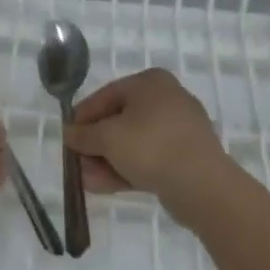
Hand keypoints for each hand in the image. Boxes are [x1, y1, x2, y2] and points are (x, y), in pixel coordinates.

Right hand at [65, 68, 229, 220]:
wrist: (202, 186)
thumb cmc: (150, 147)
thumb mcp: (107, 137)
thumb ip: (83, 135)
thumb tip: (69, 134)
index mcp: (150, 83)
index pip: (105, 95)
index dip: (82, 117)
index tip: (67, 137)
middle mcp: (167, 99)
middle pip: (119, 120)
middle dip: (94, 144)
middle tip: (76, 162)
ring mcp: (179, 130)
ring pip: (133, 143)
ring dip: (106, 161)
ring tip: (85, 180)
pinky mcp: (185, 157)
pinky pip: (148, 159)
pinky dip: (125, 169)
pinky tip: (103, 186)